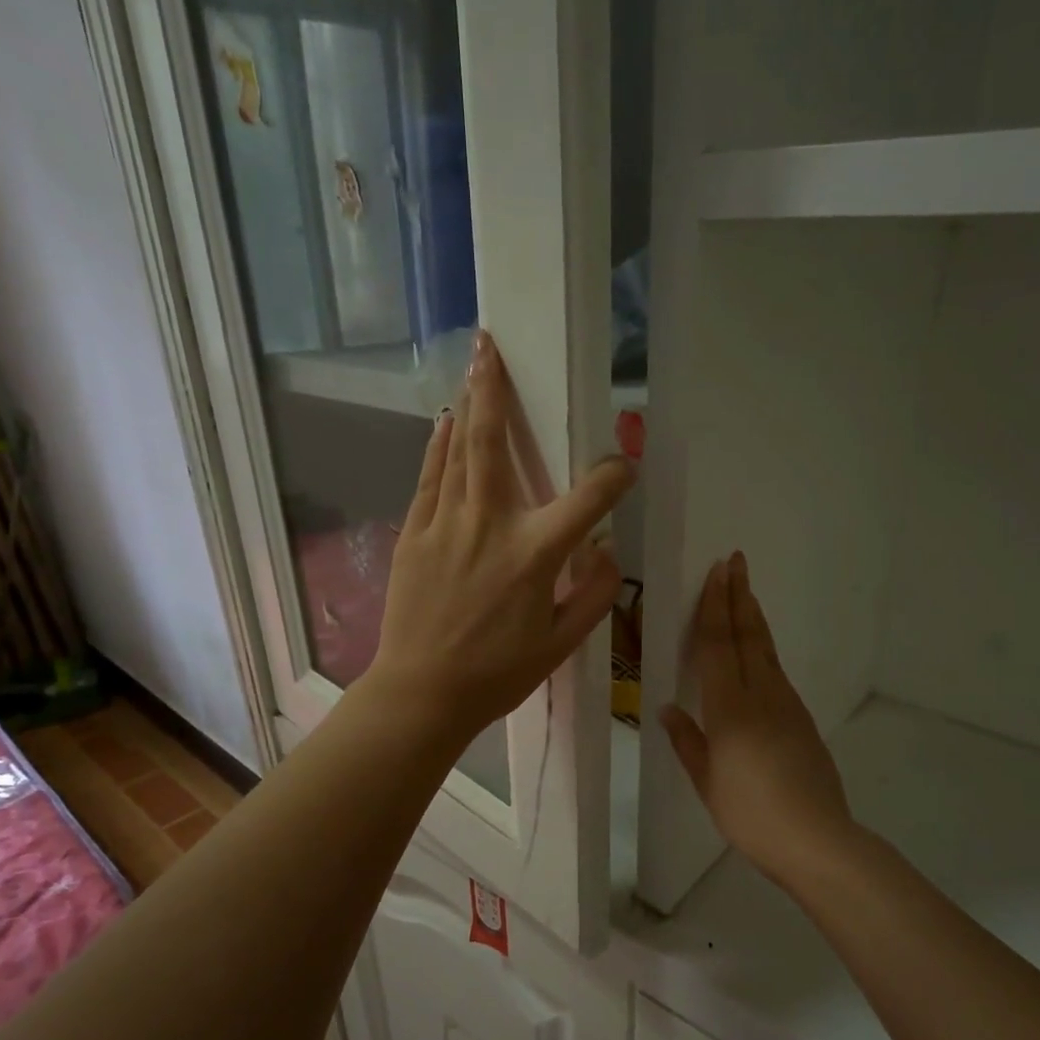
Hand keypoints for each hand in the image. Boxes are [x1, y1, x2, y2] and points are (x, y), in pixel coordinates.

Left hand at [367, 331, 633, 746]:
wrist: (422, 692)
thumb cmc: (498, 673)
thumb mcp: (561, 644)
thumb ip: (593, 595)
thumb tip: (606, 553)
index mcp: (536, 554)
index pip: (588, 498)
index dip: (614, 475)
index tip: (624, 465)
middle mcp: (491, 525)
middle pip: (495, 443)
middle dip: (497, 390)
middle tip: (492, 346)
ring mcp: (446, 524)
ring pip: (458, 451)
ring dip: (468, 405)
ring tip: (473, 366)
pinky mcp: (415, 534)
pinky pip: (430, 478)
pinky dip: (438, 447)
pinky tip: (443, 422)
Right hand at [661, 553, 855, 883]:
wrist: (815, 838)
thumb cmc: (750, 813)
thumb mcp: (707, 781)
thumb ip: (688, 741)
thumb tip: (669, 708)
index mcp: (729, 708)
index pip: (718, 645)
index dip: (714, 606)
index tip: (717, 572)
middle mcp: (760, 695)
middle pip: (747, 635)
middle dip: (738, 596)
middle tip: (736, 561)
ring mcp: (786, 705)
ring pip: (766, 650)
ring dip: (753, 617)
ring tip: (745, 593)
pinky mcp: (801, 719)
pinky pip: (776, 671)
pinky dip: (764, 648)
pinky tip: (758, 650)